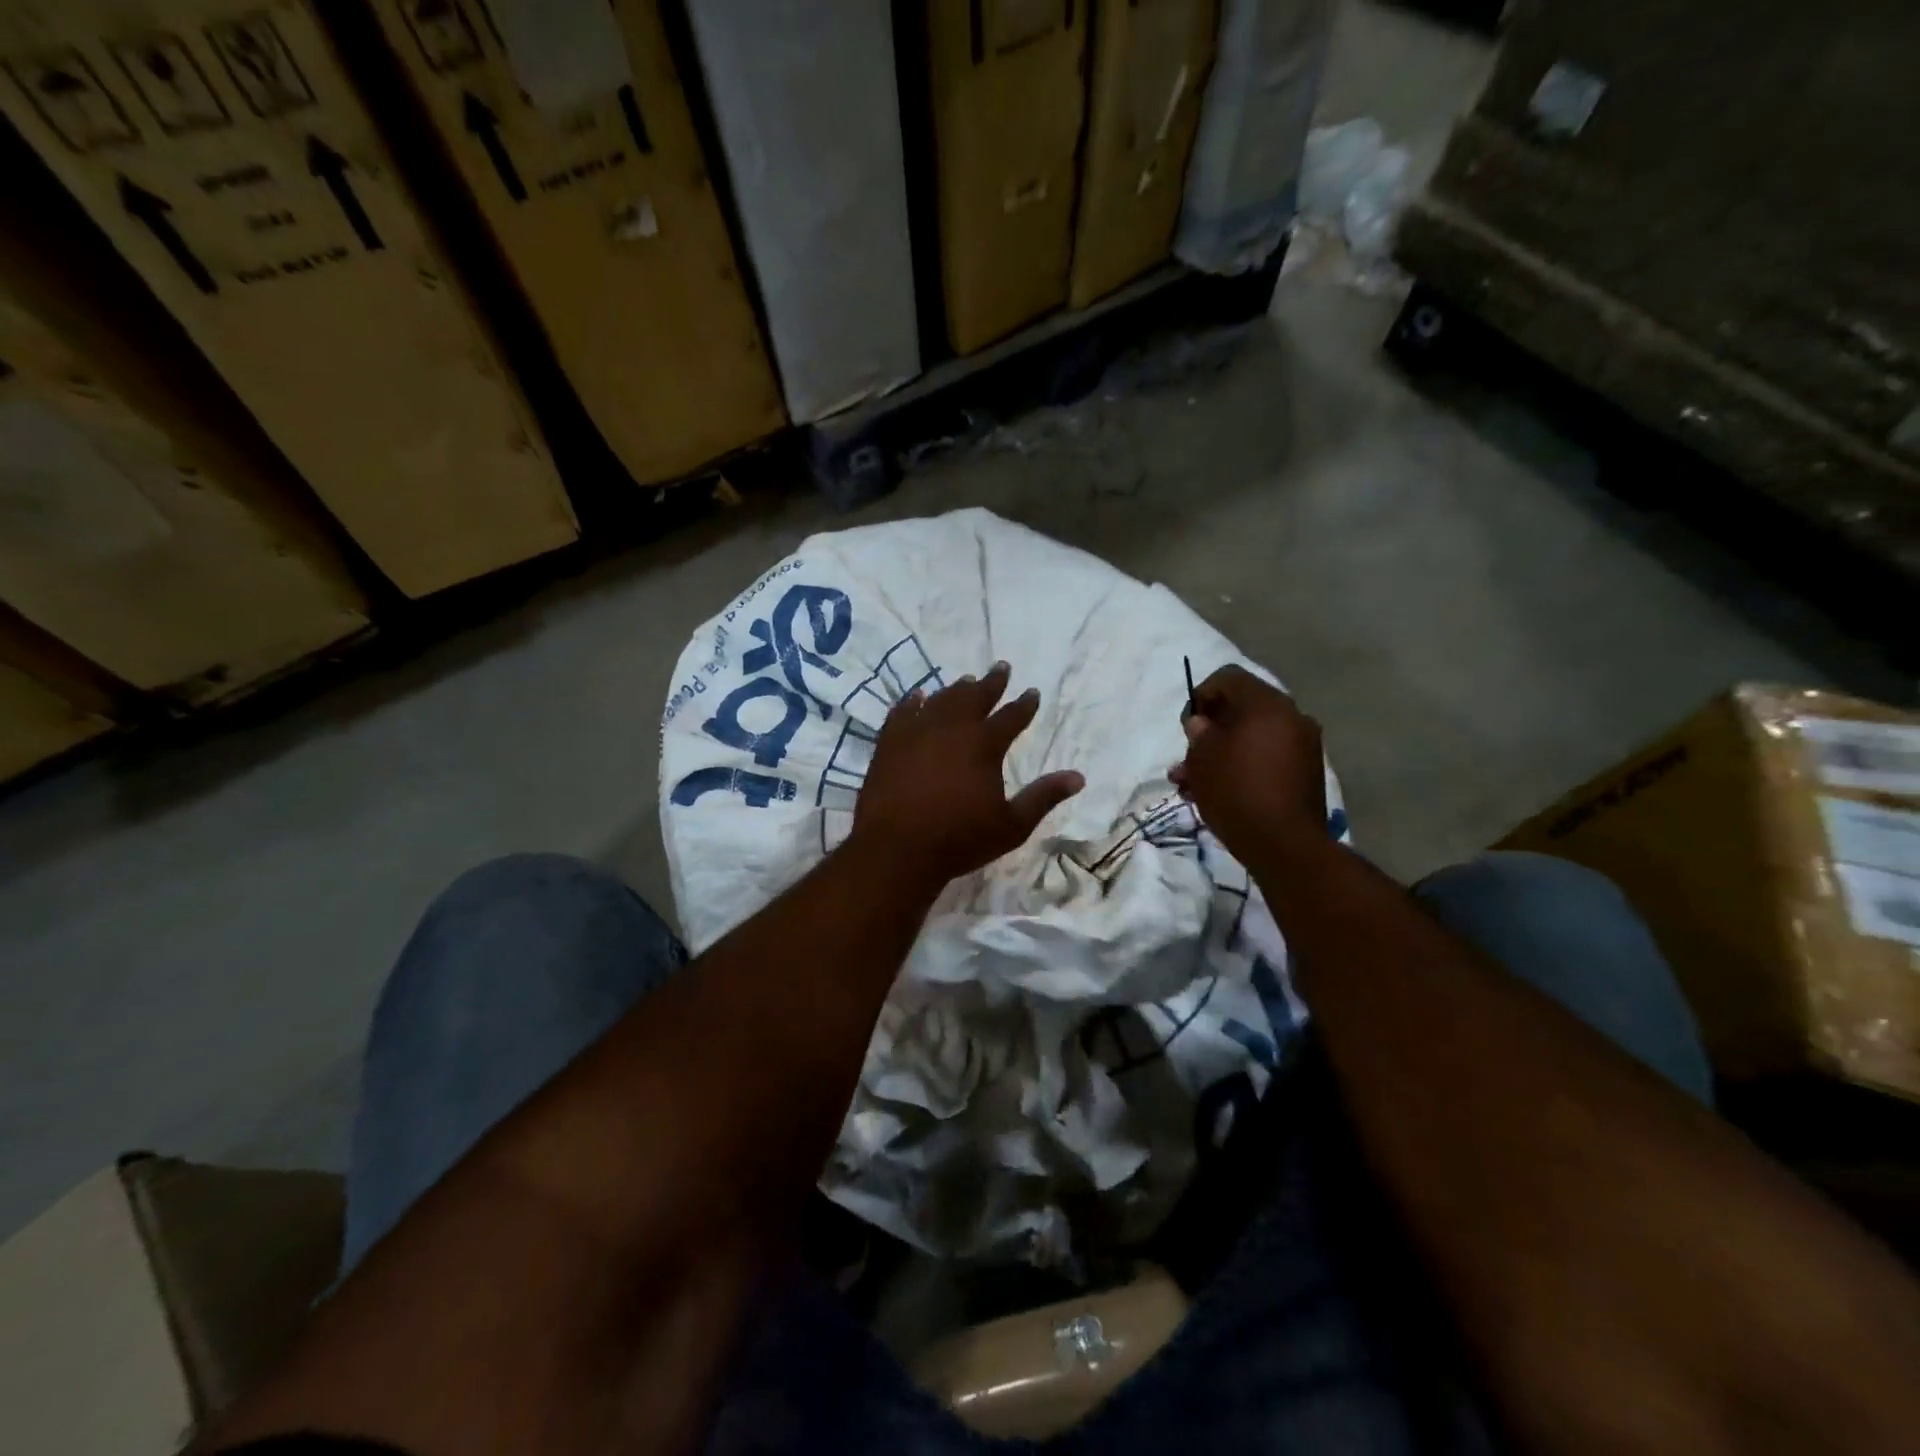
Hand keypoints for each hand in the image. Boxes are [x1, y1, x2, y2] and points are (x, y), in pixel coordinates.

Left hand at [852, 662, 1083, 889]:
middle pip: (975, 697)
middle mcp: (953, 729)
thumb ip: (1043, 797)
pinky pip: (903, 712)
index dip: (1024, 704)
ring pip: (941, 700)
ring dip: (955, 690)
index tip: (1032, 692)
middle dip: (992, 682)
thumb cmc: (959, 839)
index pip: (1011, 717)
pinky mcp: (889, 743)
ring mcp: (917, 732)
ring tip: (965, 681)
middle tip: (1001, 667)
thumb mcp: (1011, 825)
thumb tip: (1079, 777)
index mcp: (985, 745)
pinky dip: (913, 702)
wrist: (897, 848)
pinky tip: (917, 697)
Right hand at [1172, 665, 1328, 866]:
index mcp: (1266, 704)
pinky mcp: (1306, 773)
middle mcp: (1291, 717)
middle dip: (1210, 731)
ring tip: (1193, 782)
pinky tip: (1219, 792)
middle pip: (1242, 709)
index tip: (1187, 725)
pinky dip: (1243, 766)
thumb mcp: (1202, 758)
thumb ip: (1199, 733)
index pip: (1228, 678)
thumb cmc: (1235, 790)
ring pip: (1252, 738)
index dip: (1201, 695)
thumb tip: (1203, 724)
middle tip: (1188, 756)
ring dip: (1222, 753)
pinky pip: (1267, 757)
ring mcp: (1303, 746)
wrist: (1283, 844)